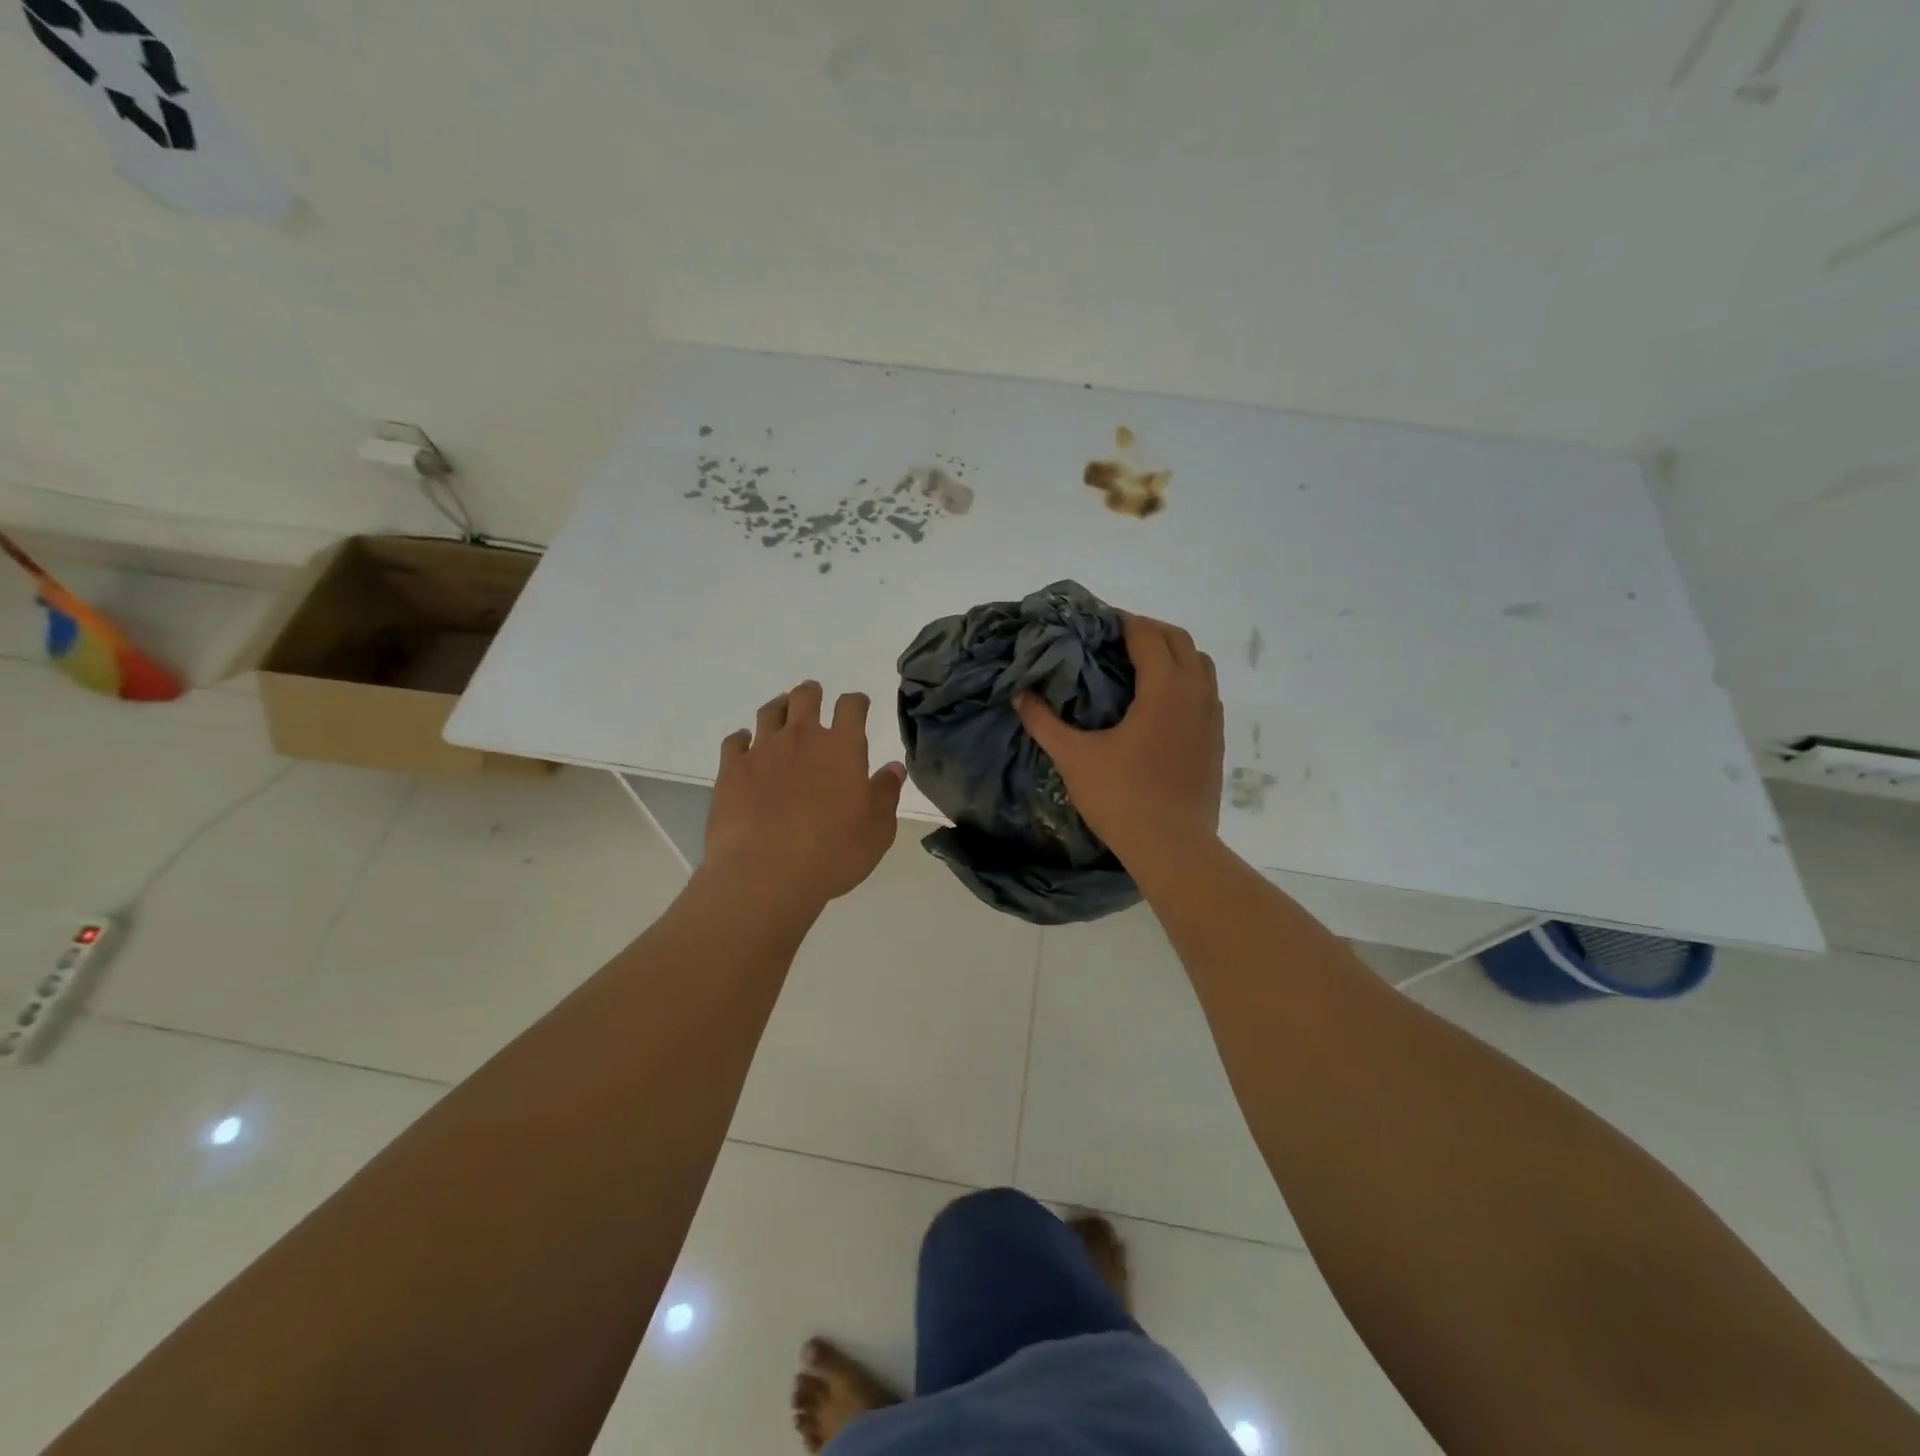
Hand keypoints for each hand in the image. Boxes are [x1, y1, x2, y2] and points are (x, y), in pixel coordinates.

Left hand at [701, 681, 905, 914]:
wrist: (765, 874)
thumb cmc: (833, 853)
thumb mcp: (877, 830)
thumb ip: (886, 794)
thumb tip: (894, 768)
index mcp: (842, 748)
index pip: (851, 707)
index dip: (856, 702)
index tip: (858, 705)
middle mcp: (802, 738)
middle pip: (805, 698)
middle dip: (812, 693)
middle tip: (814, 696)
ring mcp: (762, 751)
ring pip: (770, 712)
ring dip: (779, 708)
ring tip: (782, 712)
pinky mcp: (731, 770)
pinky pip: (735, 741)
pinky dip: (742, 739)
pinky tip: (745, 746)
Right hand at [1014, 615, 1222, 864]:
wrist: (1173, 847)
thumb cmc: (1122, 797)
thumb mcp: (1074, 758)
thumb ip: (1044, 722)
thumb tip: (1018, 694)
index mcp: (1164, 689)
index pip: (1148, 635)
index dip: (1122, 622)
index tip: (1097, 623)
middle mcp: (1195, 694)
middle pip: (1180, 640)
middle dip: (1149, 631)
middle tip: (1115, 641)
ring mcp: (1212, 718)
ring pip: (1200, 665)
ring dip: (1173, 654)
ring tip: (1139, 667)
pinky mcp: (1216, 741)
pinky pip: (1205, 693)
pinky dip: (1185, 682)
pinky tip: (1159, 706)